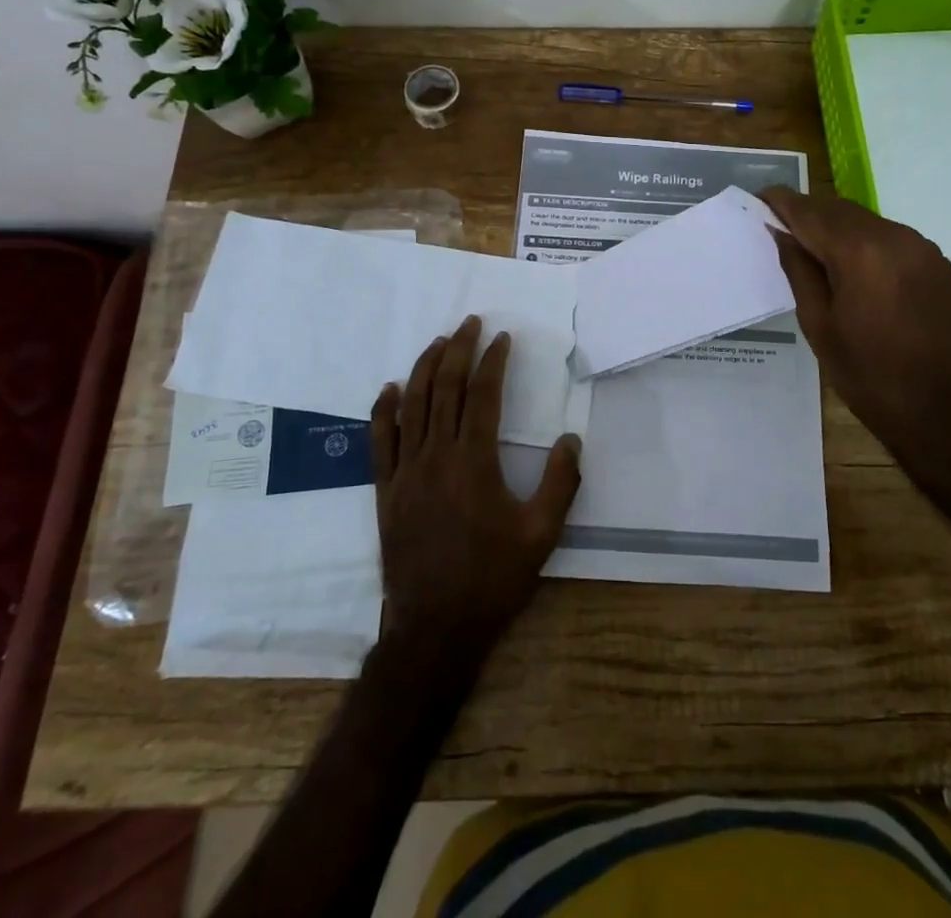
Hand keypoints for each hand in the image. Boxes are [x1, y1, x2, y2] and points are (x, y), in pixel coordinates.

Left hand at [371, 316, 581, 658]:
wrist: (435, 628)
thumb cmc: (492, 579)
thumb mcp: (542, 534)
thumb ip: (560, 483)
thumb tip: (571, 439)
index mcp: (474, 461)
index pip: (483, 395)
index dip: (493, 361)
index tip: (502, 338)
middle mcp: (436, 456)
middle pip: (445, 389)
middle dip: (458, 350)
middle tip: (470, 323)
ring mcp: (406, 471)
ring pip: (412, 405)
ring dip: (425, 368)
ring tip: (439, 342)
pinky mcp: (385, 490)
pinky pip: (379, 440)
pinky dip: (384, 410)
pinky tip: (389, 389)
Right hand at [760, 186, 950, 514]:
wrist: (942, 411)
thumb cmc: (868, 374)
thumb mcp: (818, 324)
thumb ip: (798, 270)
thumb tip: (780, 233)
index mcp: (861, 253)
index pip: (811, 213)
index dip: (782, 202)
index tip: (759, 199)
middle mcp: (896, 237)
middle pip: (839, 209)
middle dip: (808, 212)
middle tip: (778, 224)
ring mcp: (922, 248)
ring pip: (866, 221)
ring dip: (836, 225)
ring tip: (810, 245)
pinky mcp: (937, 262)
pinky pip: (890, 237)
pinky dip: (863, 240)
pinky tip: (850, 263)